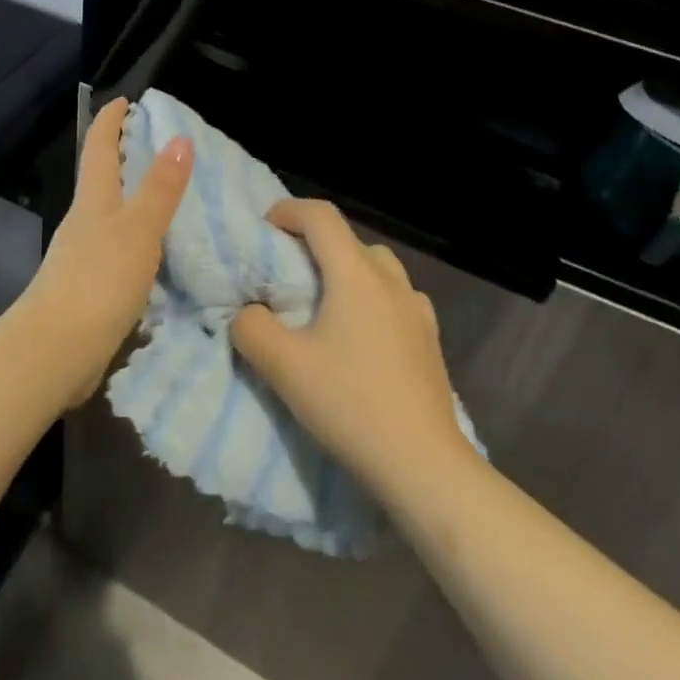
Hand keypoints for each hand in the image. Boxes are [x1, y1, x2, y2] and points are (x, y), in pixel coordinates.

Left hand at [12, 97, 191, 407]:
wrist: (54, 352)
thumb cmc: (98, 280)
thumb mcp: (138, 229)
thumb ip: (160, 188)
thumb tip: (180, 138)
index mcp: (94, 200)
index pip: (99, 147)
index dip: (110, 121)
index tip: (125, 100)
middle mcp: (84, 221)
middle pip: (101, 178)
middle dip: (124, 157)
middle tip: (158, 146)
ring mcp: (82, 256)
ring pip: (109, 215)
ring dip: (132, 200)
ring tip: (166, 197)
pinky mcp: (88, 288)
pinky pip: (116, 250)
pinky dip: (135, 239)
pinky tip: (155, 253)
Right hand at [231, 199, 472, 502]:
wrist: (426, 467)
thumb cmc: (352, 406)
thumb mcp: (284, 368)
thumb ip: (252, 329)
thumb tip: (249, 314)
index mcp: (356, 273)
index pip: (320, 216)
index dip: (287, 212)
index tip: (263, 231)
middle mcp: (391, 279)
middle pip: (347, 239)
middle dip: (312, 244)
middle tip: (285, 274)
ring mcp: (417, 308)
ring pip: (374, 267)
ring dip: (344, 271)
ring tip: (322, 306)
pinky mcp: (430, 338)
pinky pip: (393, 298)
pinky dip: (369, 299)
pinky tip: (360, 338)